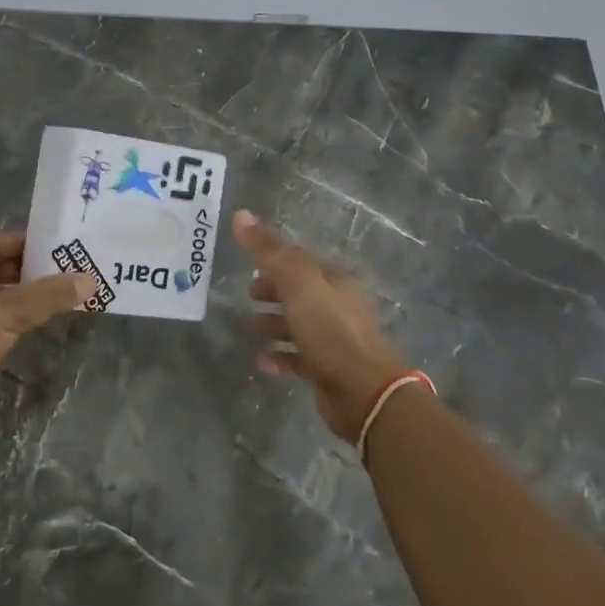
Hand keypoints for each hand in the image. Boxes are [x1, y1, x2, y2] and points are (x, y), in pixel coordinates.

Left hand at [0, 232, 93, 398]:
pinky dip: (19, 319)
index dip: (26, 242)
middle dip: (32, 270)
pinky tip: (45, 322)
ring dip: (28, 296)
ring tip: (66, 294)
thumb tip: (90, 279)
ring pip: (0, 297)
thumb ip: (47, 295)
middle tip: (71, 270)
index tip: (60, 245)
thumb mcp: (5, 313)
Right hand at [235, 210, 409, 442]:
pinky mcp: (328, 370)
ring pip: (298, 325)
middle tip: (247, 295)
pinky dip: (280, 356)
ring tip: (249, 328)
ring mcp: (334, 339)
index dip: (274, 259)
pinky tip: (262, 361)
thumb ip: (268, 251)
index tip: (249, 264)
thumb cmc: (331, 330)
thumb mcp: (297, 283)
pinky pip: (299, 358)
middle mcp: (337, 306)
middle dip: (272, 292)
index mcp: (334, 280)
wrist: (364, 391)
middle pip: (299, 292)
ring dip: (273, 324)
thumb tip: (240, 214)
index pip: (301, 260)